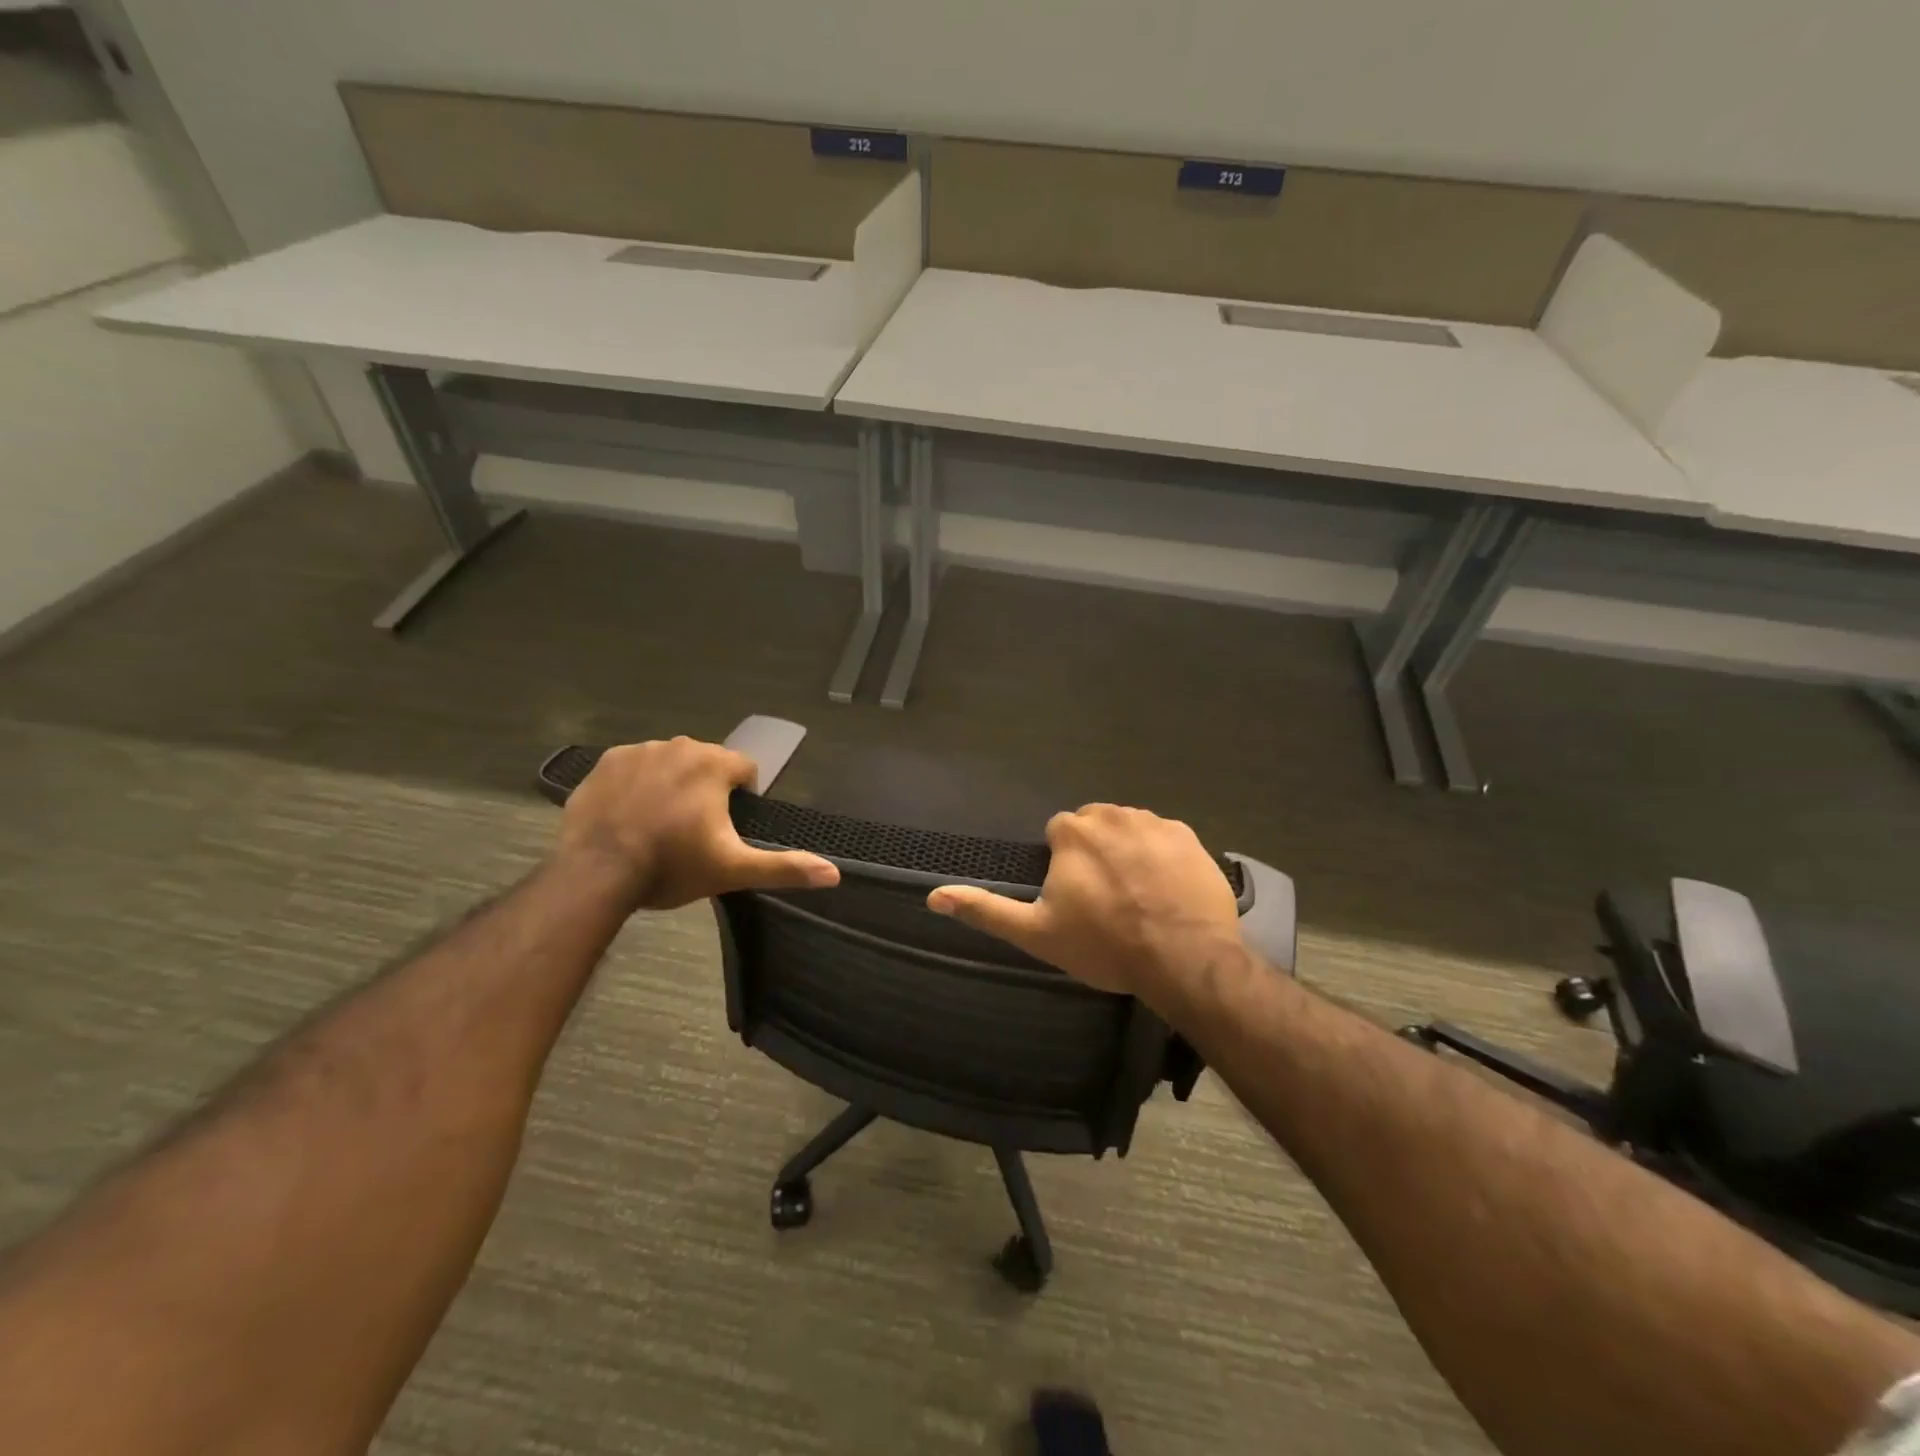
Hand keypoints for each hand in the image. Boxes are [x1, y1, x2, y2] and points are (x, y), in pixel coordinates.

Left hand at [557, 738, 838, 908]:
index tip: (726, 827)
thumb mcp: (733, 870)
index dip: (742, 798)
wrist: (597, 874)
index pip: (745, 769)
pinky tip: (629, 816)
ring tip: (659, 824)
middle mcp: (678, 746)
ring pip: (669, 763)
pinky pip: (633, 767)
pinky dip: (636, 785)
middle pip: (706, 763)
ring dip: (672, 784)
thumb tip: (834, 873)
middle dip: (705, 789)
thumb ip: (785, 867)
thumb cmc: (672, 867)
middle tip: (692, 830)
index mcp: (713, 763)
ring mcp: (638, 751)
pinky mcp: (605, 763)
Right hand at [926, 804, 1242, 998]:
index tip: (1075, 897)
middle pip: (1095, 827)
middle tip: (1106, 898)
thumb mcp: (1036, 933)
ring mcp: (1156, 823)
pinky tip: (1167, 891)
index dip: (1064, 865)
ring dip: (1128, 852)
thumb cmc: (1105, 945)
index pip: (1059, 833)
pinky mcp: (1191, 837)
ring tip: (1138, 896)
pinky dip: (1162, 857)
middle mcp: (1113, 814)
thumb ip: (986, 910)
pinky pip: (1166, 839)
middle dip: (1095, 853)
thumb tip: (933, 896)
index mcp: (1073, 831)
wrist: (1185, 958)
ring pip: (1130, 829)